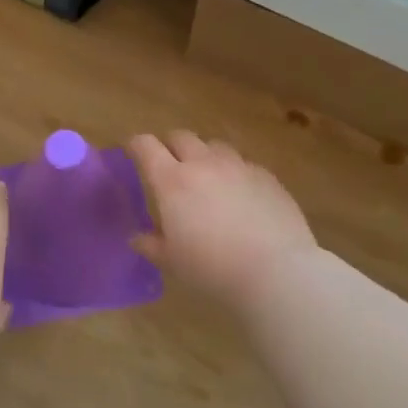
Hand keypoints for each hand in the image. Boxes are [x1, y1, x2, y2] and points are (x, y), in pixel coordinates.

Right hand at [127, 132, 317, 308]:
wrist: (274, 271)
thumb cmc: (212, 268)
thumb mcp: (172, 262)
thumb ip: (151, 244)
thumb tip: (137, 237)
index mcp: (172, 181)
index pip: (146, 146)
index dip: (135, 145)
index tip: (132, 152)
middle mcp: (203, 164)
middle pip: (181, 136)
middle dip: (170, 146)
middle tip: (170, 167)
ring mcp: (238, 166)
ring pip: (214, 146)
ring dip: (204, 156)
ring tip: (207, 179)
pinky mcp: (266, 176)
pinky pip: (243, 164)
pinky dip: (234, 173)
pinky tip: (240, 196)